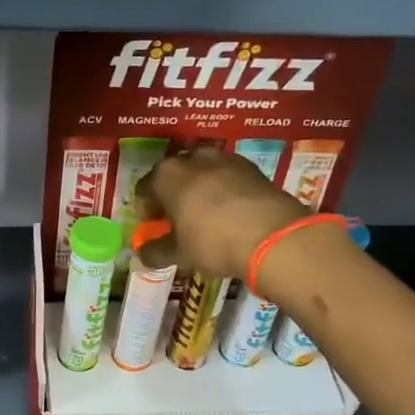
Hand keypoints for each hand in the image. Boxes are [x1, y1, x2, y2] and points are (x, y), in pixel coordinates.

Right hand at [137, 147, 307, 279]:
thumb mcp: (179, 254)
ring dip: (199, 188)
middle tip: (177, 217)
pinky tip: (229, 210)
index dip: (146, 207)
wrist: (272, 235)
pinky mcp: (251, 167)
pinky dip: (224, 189)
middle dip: (172, 193)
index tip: (153, 223)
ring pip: (203, 171)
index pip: (145, 187)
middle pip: (174, 174)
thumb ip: (156, 252)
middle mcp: (192, 158)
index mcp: (166, 175)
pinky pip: (228, 176)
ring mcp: (225, 159)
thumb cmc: (212, 241)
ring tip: (204, 212)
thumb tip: (142, 255)